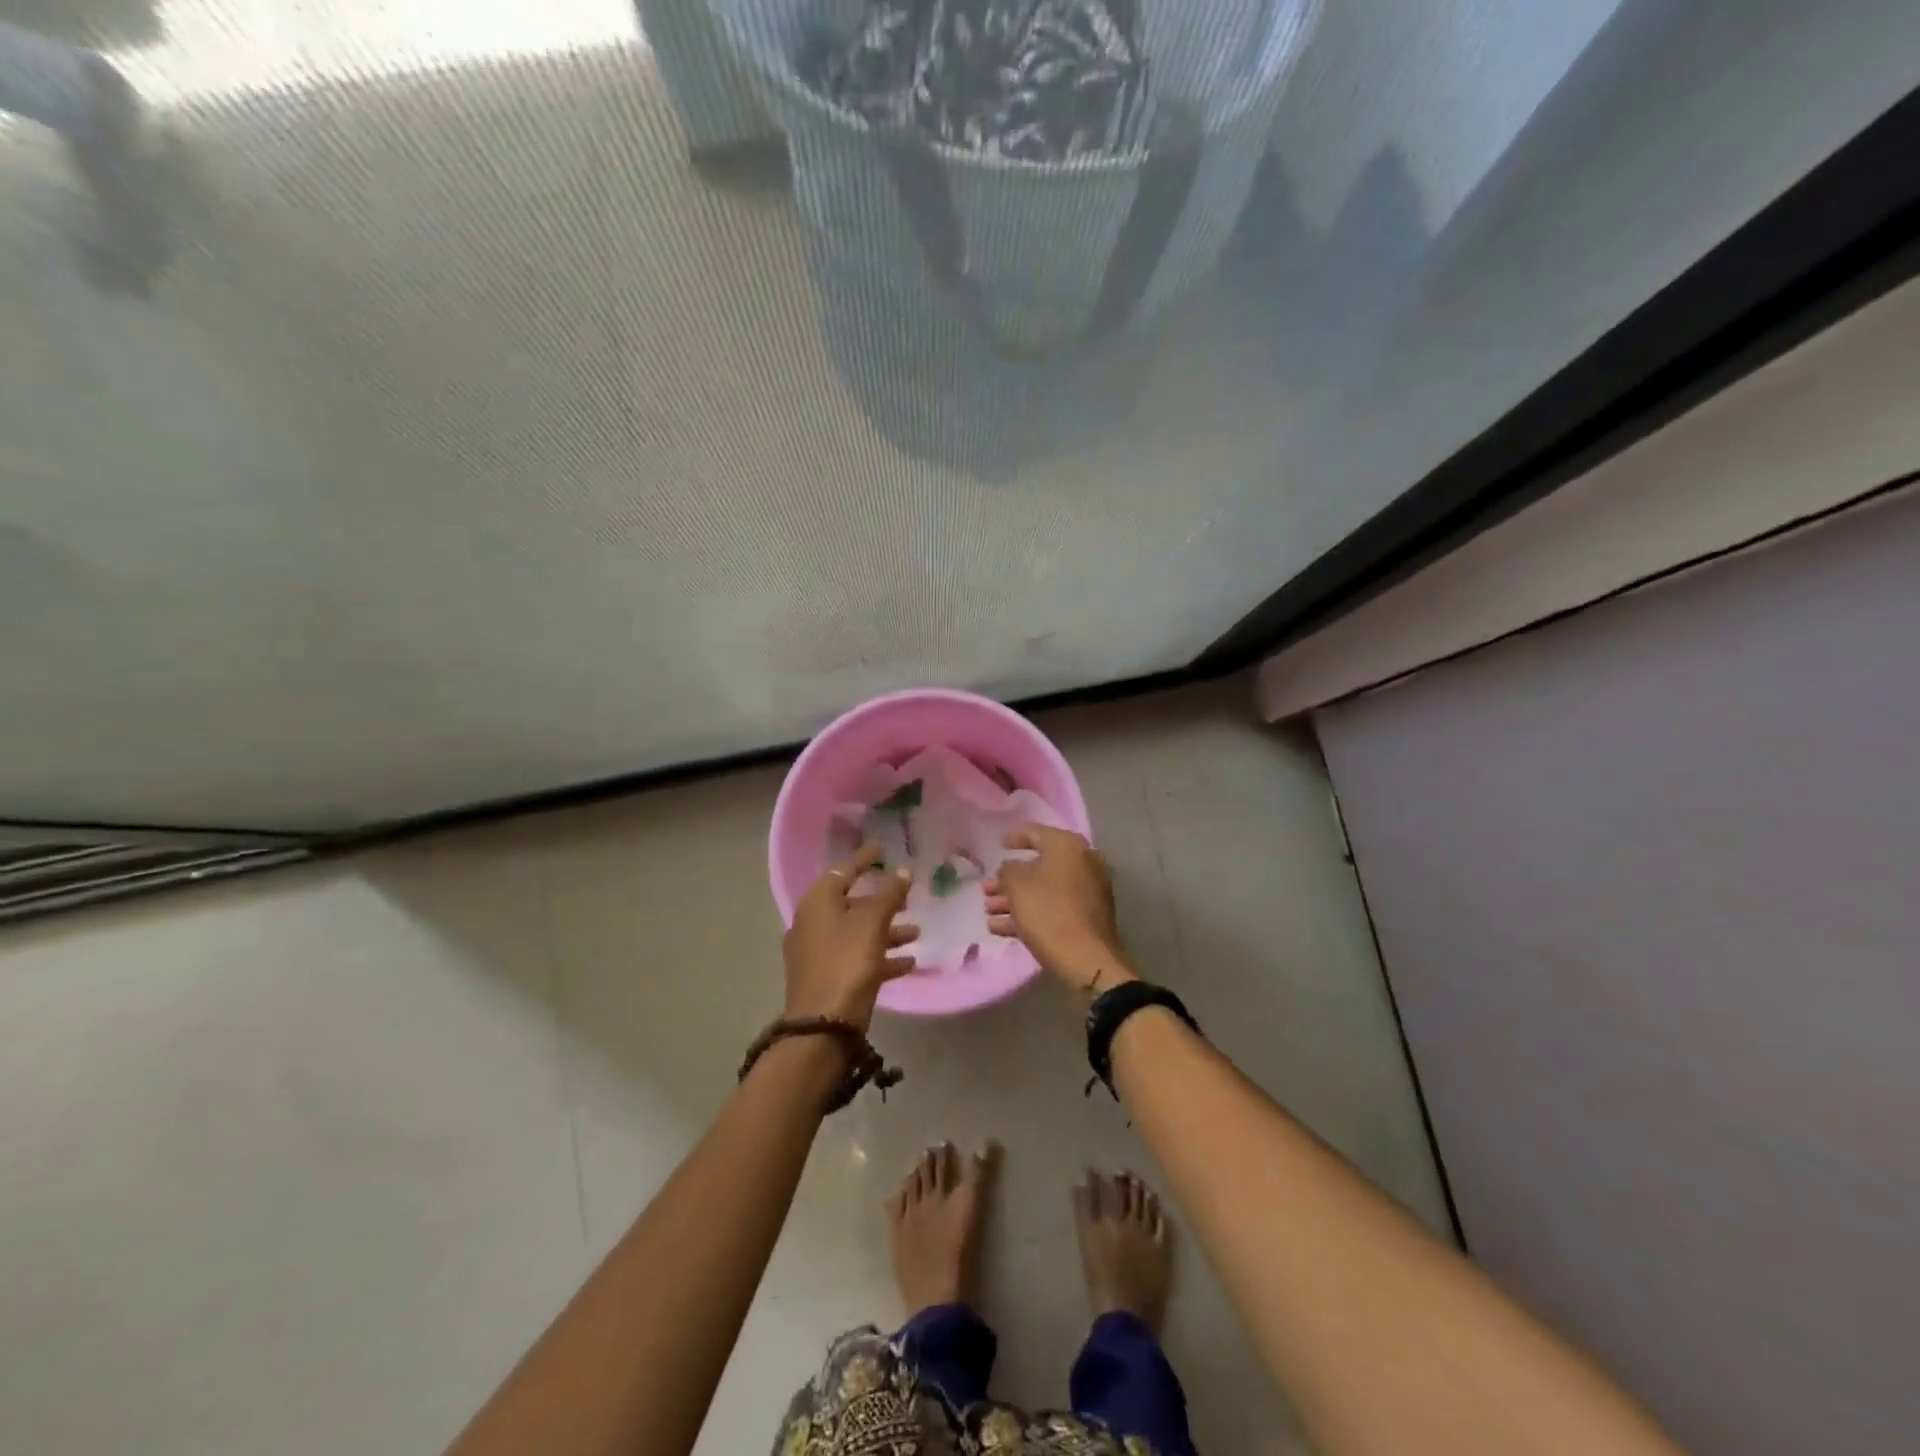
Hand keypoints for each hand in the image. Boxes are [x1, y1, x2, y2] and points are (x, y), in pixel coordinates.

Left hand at [782, 841, 917, 1027]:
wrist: (823, 1026)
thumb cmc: (847, 963)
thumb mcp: (872, 924)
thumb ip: (889, 894)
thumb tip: (903, 870)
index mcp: (817, 902)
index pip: (844, 870)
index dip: (865, 858)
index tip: (883, 847)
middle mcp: (812, 923)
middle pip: (851, 903)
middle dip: (882, 899)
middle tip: (906, 893)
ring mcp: (817, 952)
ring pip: (856, 932)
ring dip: (887, 930)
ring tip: (916, 931)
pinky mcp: (826, 977)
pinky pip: (856, 957)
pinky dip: (880, 956)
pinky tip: (908, 962)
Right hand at [984, 825, 1134, 991]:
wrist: (1087, 959)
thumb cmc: (1048, 912)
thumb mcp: (1017, 886)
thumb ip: (1007, 870)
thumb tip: (1010, 869)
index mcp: (1067, 846)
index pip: (1035, 833)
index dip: (1014, 837)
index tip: (999, 844)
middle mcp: (1082, 863)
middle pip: (1038, 866)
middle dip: (1008, 879)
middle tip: (986, 889)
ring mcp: (1087, 891)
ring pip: (1043, 890)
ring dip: (1014, 899)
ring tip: (988, 911)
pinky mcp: (1086, 917)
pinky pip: (1053, 908)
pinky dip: (1030, 913)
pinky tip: (1000, 928)